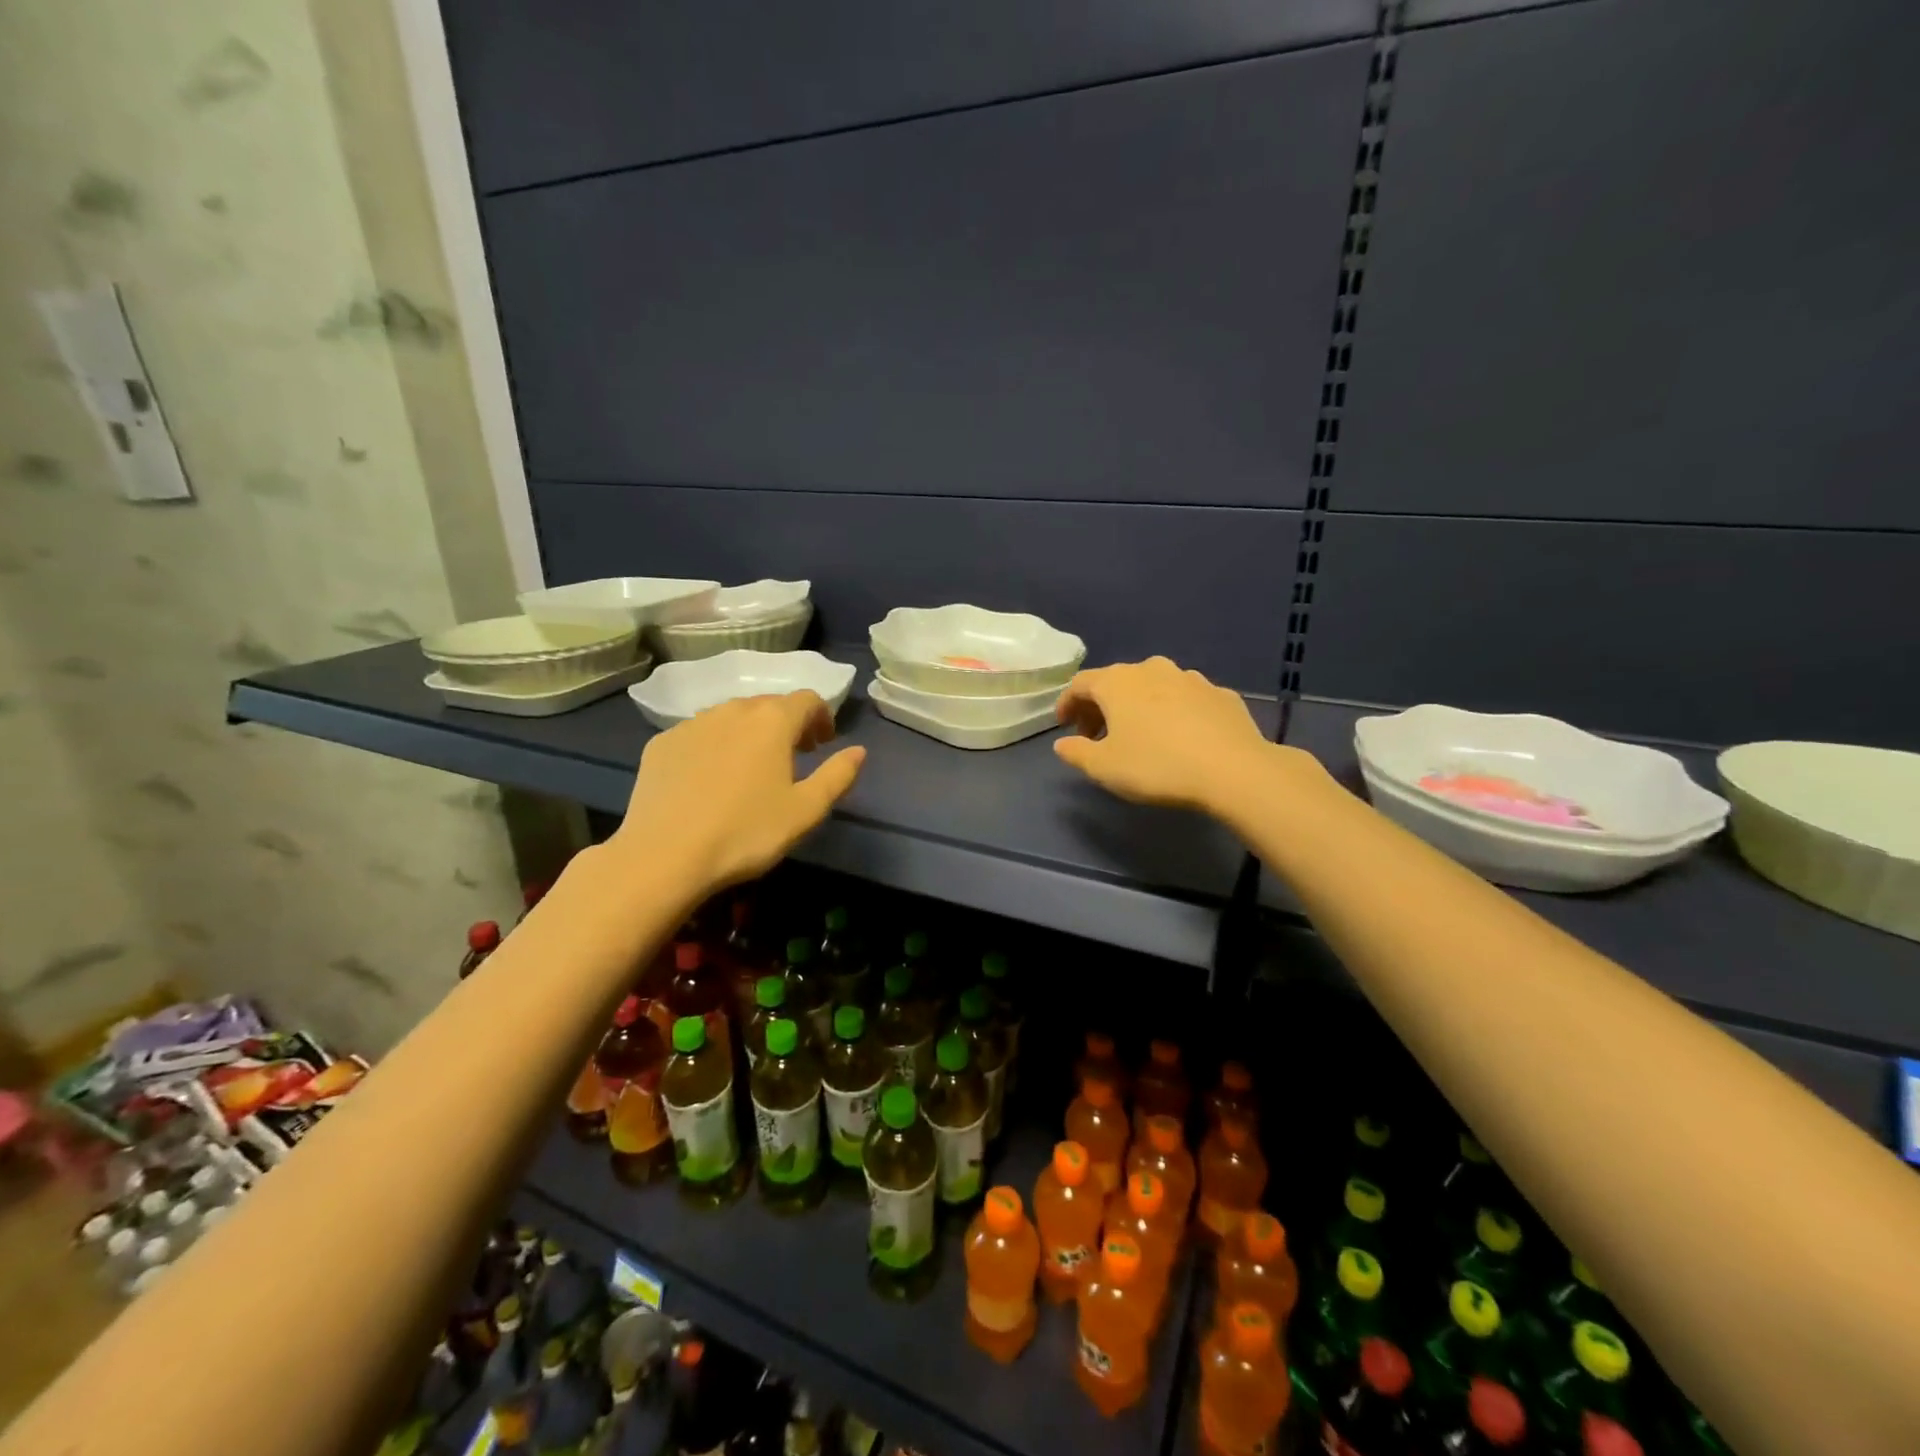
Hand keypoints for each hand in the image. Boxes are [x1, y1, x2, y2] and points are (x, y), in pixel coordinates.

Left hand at [612, 692, 865, 894]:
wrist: (663, 855)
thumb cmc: (746, 833)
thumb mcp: (805, 811)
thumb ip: (837, 776)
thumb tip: (859, 751)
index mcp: (773, 721)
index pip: (807, 700)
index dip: (822, 717)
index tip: (824, 743)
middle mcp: (732, 710)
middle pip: (769, 705)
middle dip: (787, 724)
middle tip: (794, 756)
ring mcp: (692, 724)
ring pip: (731, 717)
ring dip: (750, 733)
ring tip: (752, 768)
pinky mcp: (662, 743)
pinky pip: (699, 734)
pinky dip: (715, 746)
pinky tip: (710, 780)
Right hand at [1053, 657, 1273, 812]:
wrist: (1233, 770)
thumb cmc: (1157, 766)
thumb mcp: (1104, 767)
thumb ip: (1076, 753)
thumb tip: (1063, 743)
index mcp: (1118, 683)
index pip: (1080, 683)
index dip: (1067, 703)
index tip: (1063, 725)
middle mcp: (1152, 669)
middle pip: (1116, 681)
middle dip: (1101, 706)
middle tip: (1096, 735)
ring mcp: (1190, 678)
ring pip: (1152, 686)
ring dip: (1137, 706)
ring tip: (1138, 734)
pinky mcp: (1220, 694)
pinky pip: (1185, 698)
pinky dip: (1172, 711)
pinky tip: (1178, 735)